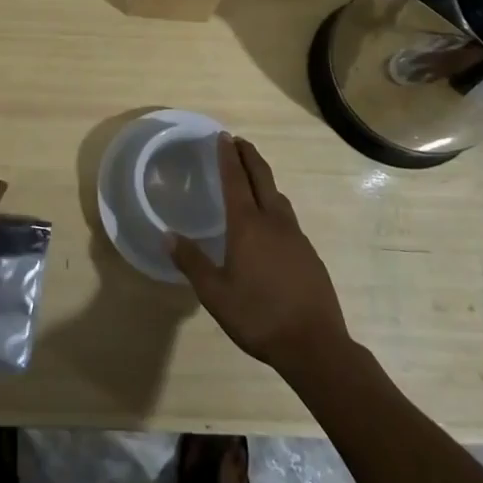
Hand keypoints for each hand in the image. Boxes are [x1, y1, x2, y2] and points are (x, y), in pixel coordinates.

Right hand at [170, 134, 350, 379]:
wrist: (315, 345)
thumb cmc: (258, 316)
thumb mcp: (215, 294)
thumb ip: (191, 262)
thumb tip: (167, 235)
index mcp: (247, 225)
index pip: (235, 179)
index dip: (228, 156)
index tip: (223, 136)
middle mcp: (273, 221)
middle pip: (262, 177)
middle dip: (249, 156)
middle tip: (237, 142)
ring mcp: (296, 236)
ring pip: (278, 196)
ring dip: (263, 179)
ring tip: (252, 178)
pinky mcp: (309, 253)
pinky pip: (288, 218)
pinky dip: (275, 205)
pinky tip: (270, 224)